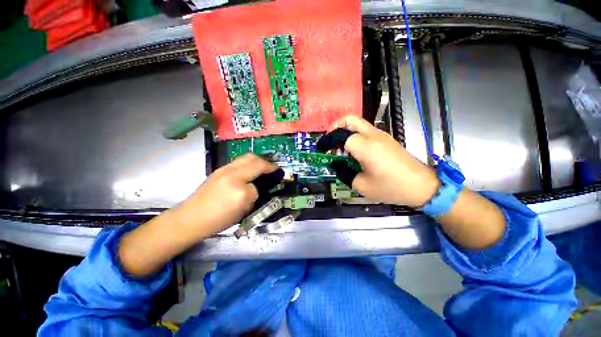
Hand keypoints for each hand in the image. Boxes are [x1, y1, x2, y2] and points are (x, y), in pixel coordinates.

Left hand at [119, 154, 277, 276]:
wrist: (190, 218)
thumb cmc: (217, 220)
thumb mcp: (241, 212)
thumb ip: (253, 196)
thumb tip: (258, 187)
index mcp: (240, 192)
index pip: (259, 183)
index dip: (267, 180)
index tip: (277, 175)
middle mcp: (233, 176)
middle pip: (254, 160)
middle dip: (266, 163)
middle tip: (272, 168)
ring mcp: (224, 170)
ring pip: (246, 157)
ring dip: (257, 160)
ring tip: (262, 167)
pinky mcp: (219, 169)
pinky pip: (238, 161)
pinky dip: (248, 163)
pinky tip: (249, 170)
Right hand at [330, 116, 504, 249]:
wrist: (422, 186)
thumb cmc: (391, 187)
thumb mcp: (362, 186)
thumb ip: (345, 174)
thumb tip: (338, 165)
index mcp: (365, 146)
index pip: (340, 136)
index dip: (328, 143)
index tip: (323, 151)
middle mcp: (373, 135)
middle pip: (350, 120)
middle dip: (336, 126)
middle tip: (329, 140)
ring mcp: (382, 135)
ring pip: (359, 124)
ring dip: (346, 131)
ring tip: (340, 147)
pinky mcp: (387, 139)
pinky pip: (366, 131)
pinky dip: (356, 135)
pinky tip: (355, 151)